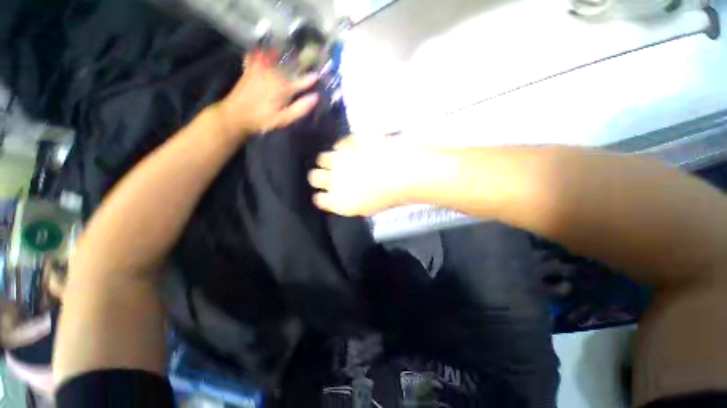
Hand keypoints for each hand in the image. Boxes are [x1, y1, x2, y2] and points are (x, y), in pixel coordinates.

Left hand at [219, 51, 318, 136]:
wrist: (236, 116)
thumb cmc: (263, 120)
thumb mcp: (285, 118)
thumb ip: (301, 108)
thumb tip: (316, 97)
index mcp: (283, 87)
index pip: (301, 82)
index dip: (310, 79)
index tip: (317, 75)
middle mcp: (273, 74)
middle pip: (288, 67)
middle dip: (298, 64)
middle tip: (305, 60)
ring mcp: (260, 70)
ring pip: (275, 59)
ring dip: (283, 55)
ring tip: (288, 52)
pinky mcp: (250, 70)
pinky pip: (257, 56)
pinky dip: (262, 53)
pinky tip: (264, 52)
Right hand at [308, 135, 429, 215]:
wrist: (403, 174)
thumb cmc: (387, 197)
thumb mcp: (365, 208)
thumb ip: (346, 202)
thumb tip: (338, 196)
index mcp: (337, 201)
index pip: (318, 198)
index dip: (322, 195)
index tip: (328, 192)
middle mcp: (332, 180)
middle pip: (313, 176)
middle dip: (320, 176)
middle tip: (332, 175)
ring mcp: (339, 160)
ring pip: (322, 158)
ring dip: (330, 161)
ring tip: (342, 160)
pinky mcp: (348, 142)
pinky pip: (339, 144)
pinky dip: (344, 148)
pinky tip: (355, 149)